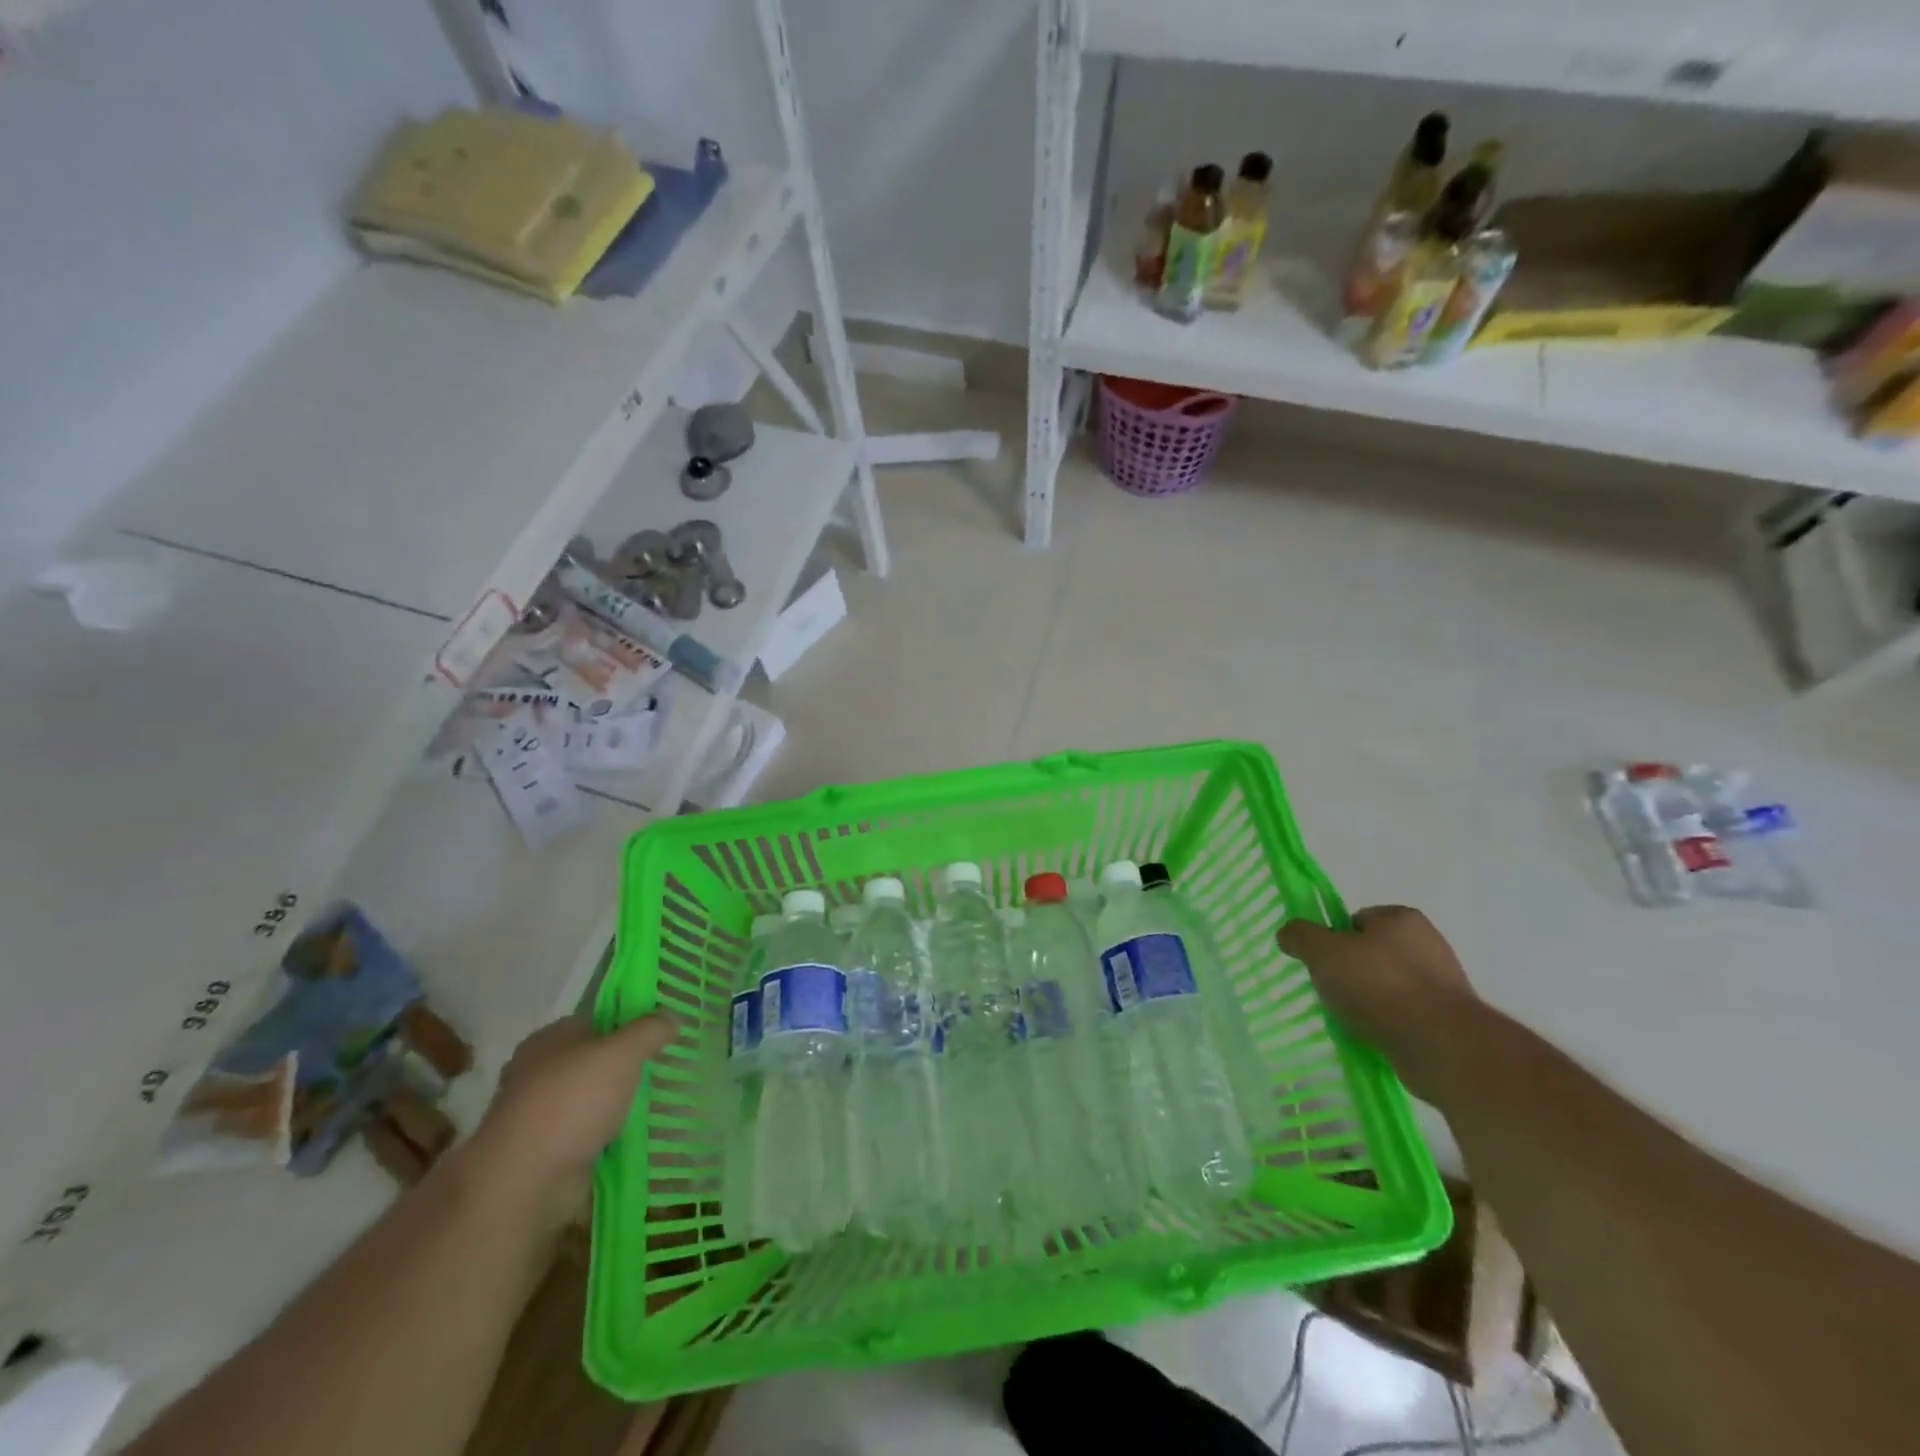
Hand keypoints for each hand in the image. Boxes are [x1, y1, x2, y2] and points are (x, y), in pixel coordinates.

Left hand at [466, 1013, 677, 1229]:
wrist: (523, 1182)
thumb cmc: (572, 1102)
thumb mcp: (622, 1053)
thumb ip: (650, 1030)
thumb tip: (672, 1017)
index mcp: (550, 1038)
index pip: (598, 1019)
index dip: (631, 1023)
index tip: (663, 1035)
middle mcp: (538, 1070)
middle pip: (594, 1059)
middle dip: (626, 1066)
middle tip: (663, 1071)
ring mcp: (537, 1113)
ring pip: (590, 1098)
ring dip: (617, 1103)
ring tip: (657, 1106)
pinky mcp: (542, 1150)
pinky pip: (584, 1133)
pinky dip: (605, 1135)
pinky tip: (633, 1138)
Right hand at [1277, 907, 1477, 1101]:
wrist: (1442, 1046)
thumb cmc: (1379, 986)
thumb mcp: (1323, 952)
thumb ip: (1300, 936)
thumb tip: (1288, 933)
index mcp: (1401, 918)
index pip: (1355, 920)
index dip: (1333, 939)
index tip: (1323, 963)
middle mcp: (1428, 943)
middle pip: (1371, 952)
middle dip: (1350, 971)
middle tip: (1333, 991)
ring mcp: (1443, 982)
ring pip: (1388, 985)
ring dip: (1369, 1000)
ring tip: (1352, 1020)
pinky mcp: (1450, 1019)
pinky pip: (1405, 1014)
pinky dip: (1388, 1023)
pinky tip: (1375, 1036)